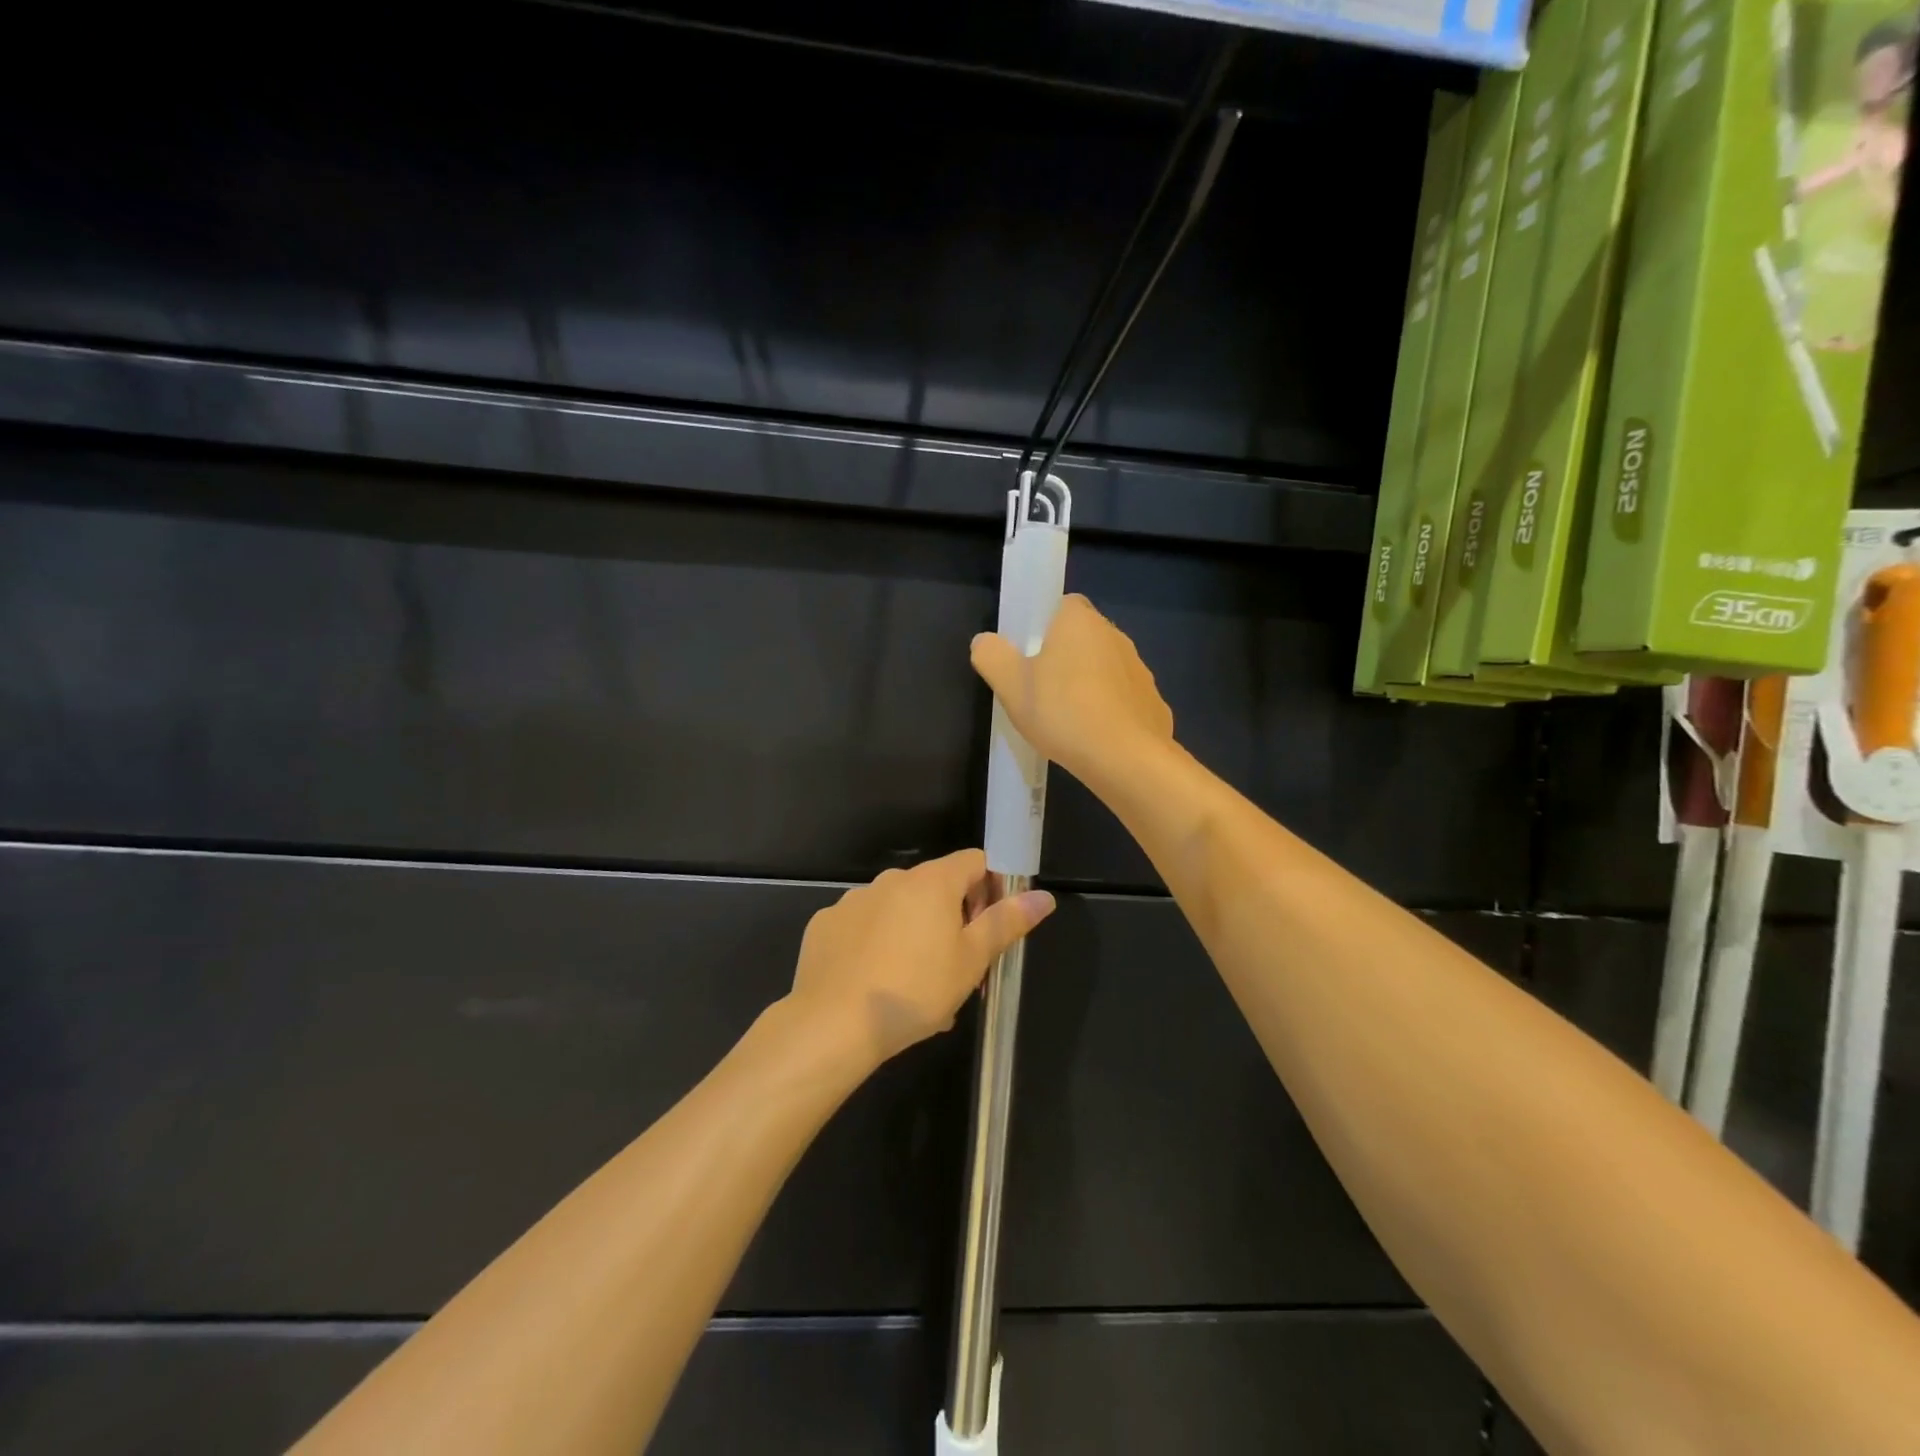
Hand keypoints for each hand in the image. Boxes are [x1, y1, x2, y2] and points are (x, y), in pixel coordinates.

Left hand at [787, 849, 1054, 1070]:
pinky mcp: (826, 924)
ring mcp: (854, 900)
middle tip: (959, 970)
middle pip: (936, 888)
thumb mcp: (971, 960)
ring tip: (917, 989)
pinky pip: (863, 927)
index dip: (992, 888)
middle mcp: (891, 879)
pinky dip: (876, 946)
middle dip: (953, 922)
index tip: (992, 926)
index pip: (975, 862)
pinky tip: (876, 984)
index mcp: (931, 882)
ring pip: (898, 911)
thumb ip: (1007, 922)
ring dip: (915, 936)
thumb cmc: (914, 990)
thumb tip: (1044, 896)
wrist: (832, 1024)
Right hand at [970, 594, 1174, 785]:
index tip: (1029, 653)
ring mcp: (1139, 670)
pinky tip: (1094, 738)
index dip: (1044, 625)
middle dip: (1065, 657)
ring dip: (1089, 685)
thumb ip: (991, 656)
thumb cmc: (1063, 712)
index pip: (1063, 606)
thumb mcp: (1010, 686)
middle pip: (1084, 638)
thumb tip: (984, 641)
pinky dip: (1110, 713)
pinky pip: (1123, 700)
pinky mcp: (1153, 703)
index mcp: (1080, 622)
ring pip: (1106, 669)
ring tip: (1067, 719)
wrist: (1126, 758)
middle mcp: (1115, 636)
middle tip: (1040, 690)